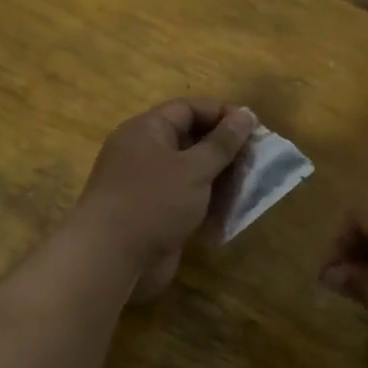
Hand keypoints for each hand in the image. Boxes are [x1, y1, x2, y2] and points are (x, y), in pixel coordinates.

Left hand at [71, 100, 256, 301]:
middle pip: (190, 140)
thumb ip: (222, 143)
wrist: (111, 258)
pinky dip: (208, 204)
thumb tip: (245, 115)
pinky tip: (232, 212)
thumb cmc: (153, 202)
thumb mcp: (194, 168)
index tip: (253, 127)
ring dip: (220, 179)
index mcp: (147, 131)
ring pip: (190, 174)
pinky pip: (185, 200)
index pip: (188, 109)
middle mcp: (144, 153)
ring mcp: (148, 186)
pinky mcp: (153, 215)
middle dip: (224, 150)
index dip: (221, 114)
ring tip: (250, 186)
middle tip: (256, 160)